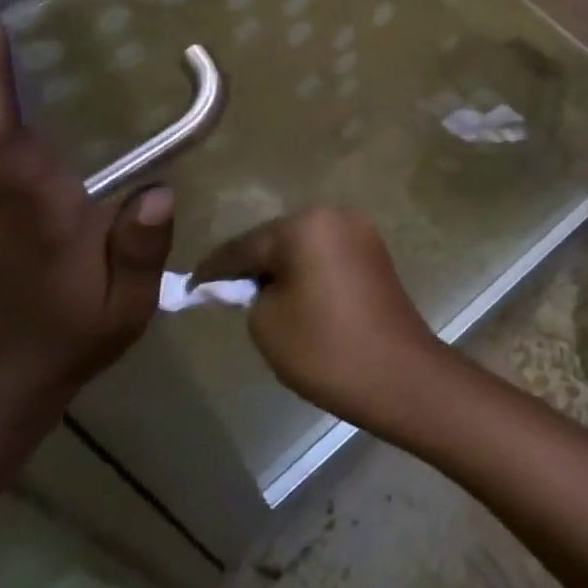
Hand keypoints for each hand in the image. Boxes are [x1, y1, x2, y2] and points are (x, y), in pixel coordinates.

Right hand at [192, 207, 444, 430]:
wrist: (397, 372)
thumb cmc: (325, 347)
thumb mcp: (267, 322)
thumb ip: (249, 293)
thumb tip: (252, 283)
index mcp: (306, 225)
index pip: (245, 245)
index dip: (214, 269)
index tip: (190, 286)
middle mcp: (336, 215)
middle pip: (277, 238)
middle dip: (251, 263)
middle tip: (223, 291)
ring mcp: (360, 231)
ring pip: (304, 245)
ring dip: (282, 265)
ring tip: (257, 296)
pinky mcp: (375, 252)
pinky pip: (328, 254)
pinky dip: (308, 270)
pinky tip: (295, 294)